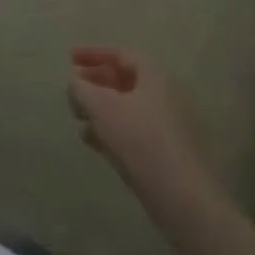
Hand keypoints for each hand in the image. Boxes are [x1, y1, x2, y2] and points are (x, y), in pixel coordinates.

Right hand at [67, 46, 209, 199]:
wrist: (184, 201)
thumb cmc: (140, 141)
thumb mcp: (100, 107)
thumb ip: (81, 88)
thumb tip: (76, 83)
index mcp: (155, 76)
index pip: (121, 53)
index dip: (92, 53)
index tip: (70, 59)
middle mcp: (165, 96)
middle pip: (124, 80)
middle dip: (95, 82)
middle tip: (73, 89)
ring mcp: (169, 127)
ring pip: (127, 108)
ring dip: (100, 109)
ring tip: (78, 118)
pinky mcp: (167, 154)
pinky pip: (134, 132)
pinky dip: (112, 130)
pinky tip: (94, 142)